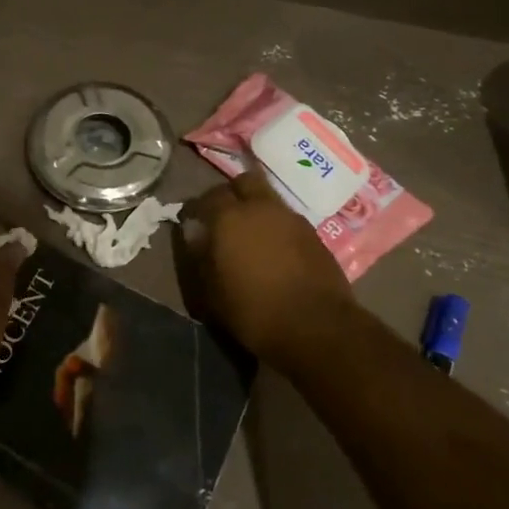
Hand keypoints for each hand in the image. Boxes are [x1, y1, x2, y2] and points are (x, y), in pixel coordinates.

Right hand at [182, 169, 354, 373]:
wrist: (317, 327)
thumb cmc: (254, 311)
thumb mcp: (212, 292)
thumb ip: (200, 256)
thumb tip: (194, 232)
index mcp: (229, 218)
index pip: (207, 197)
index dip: (197, 208)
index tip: (191, 221)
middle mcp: (260, 207)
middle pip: (243, 182)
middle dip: (231, 194)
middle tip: (223, 217)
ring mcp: (291, 218)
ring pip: (268, 198)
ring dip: (256, 208)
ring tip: (250, 234)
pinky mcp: (313, 234)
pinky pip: (287, 218)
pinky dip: (276, 225)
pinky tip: (274, 248)